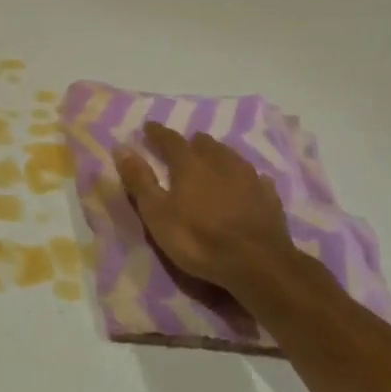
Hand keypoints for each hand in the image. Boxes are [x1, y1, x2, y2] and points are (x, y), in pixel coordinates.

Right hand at [114, 123, 300, 294]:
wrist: (258, 265)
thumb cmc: (198, 239)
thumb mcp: (157, 213)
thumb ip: (139, 180)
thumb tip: (121, 147)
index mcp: (190, 164)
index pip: (170, 139)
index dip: (157, 132)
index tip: (149, 127)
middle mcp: (220, 163)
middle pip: (205, 144)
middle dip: (191, 142)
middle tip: (183, 146)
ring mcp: (249, 179)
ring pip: (231, 157)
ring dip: (218, 155)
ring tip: (211, 160)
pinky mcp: (269, 199)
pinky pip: (255, 179)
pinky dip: (244, 178)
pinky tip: (246, 183)